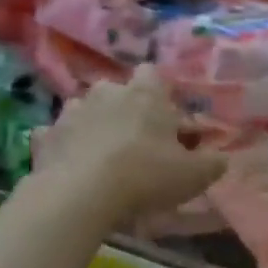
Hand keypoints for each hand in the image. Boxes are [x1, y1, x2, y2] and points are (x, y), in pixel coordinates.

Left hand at [35, 66, 225, 227]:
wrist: (80, 194)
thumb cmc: (146, 175)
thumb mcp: (193, 176)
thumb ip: (212, 164)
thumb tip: (222, 159)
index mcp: (145, 93)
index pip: (154, 73)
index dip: (161, 93)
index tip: (167, 118)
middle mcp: (106, 90)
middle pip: (119, 92)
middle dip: (126, 110)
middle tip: (138, 143)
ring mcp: (71, 110)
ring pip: (86, 110)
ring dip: (94, 126)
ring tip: (103, 158)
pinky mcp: (45, 135)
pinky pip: (58, 136)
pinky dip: (65, 147)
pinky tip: (72, 168)